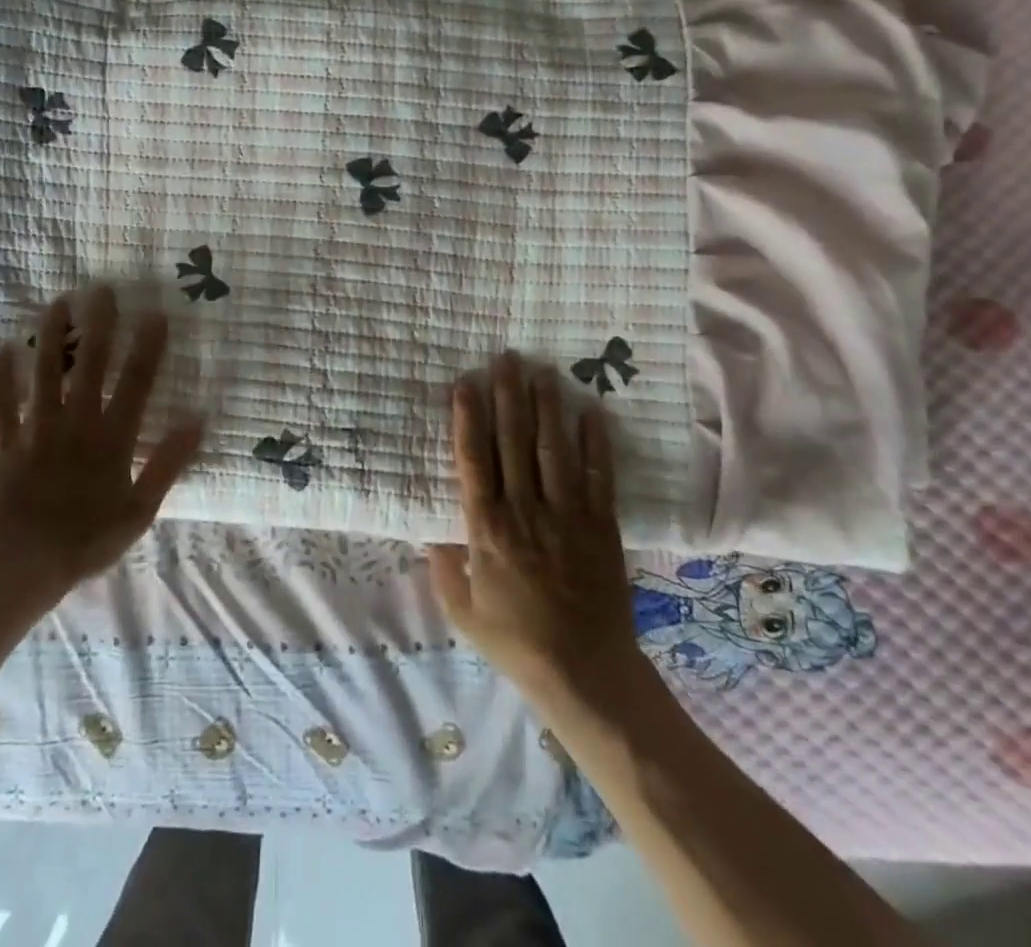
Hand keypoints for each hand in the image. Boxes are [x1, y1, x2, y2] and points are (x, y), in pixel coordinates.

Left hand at [0, 287, 202, 610]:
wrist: (17, 566)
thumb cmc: (85, 541)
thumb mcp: (139, 510)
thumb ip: (167, 463)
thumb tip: (197, 420)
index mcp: (112, 438)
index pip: (135, 382)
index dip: (147, 346)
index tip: (155, 312)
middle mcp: (76, 423)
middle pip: (89, 365)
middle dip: (98, 324)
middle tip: (102, 288)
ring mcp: (36, 429)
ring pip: (45, 372)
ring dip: (51, 336)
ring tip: (57, 301)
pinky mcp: (3, 442)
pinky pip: (0, 403)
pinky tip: (0, 349)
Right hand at [427, 353, 644, 708]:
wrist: (584, 673)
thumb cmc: (515, 641)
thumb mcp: (461, 610)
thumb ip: (443, 566)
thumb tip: (429, 530)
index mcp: (486, 529)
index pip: (474, 460)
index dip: (468, 418)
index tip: (466, 382)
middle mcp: (524, 511)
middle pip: (513, 442)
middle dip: (509, 395)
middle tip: (506, 357)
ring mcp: (566, 516)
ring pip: (553, 449)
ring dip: (547, 407)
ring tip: (544, 371)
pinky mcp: (601, 526)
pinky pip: (597, 476)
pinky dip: (595, 443)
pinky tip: (591, 411)